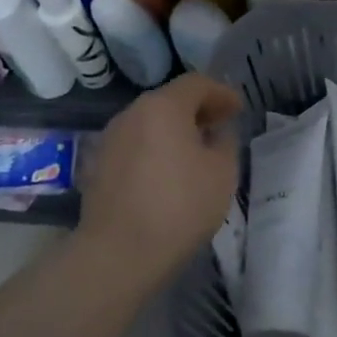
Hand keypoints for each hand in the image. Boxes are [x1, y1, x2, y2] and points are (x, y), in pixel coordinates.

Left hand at [75, 73, 243, 293]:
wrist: (119, 253)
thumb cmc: (180, 206)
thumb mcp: (222, 172)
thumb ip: (225, 142)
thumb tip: (217, 132)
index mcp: (163, 106)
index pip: (196, 83)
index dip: (221, 93)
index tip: (237, 110)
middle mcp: (132, 114)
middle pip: (169, 100)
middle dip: (197, 110)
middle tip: (219, 127)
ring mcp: (110, 140)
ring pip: (149, 124)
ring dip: (174, 131)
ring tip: (195, 152)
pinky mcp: (99, 166)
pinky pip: (135, 146)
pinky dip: (154, 150)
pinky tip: (167, 173)